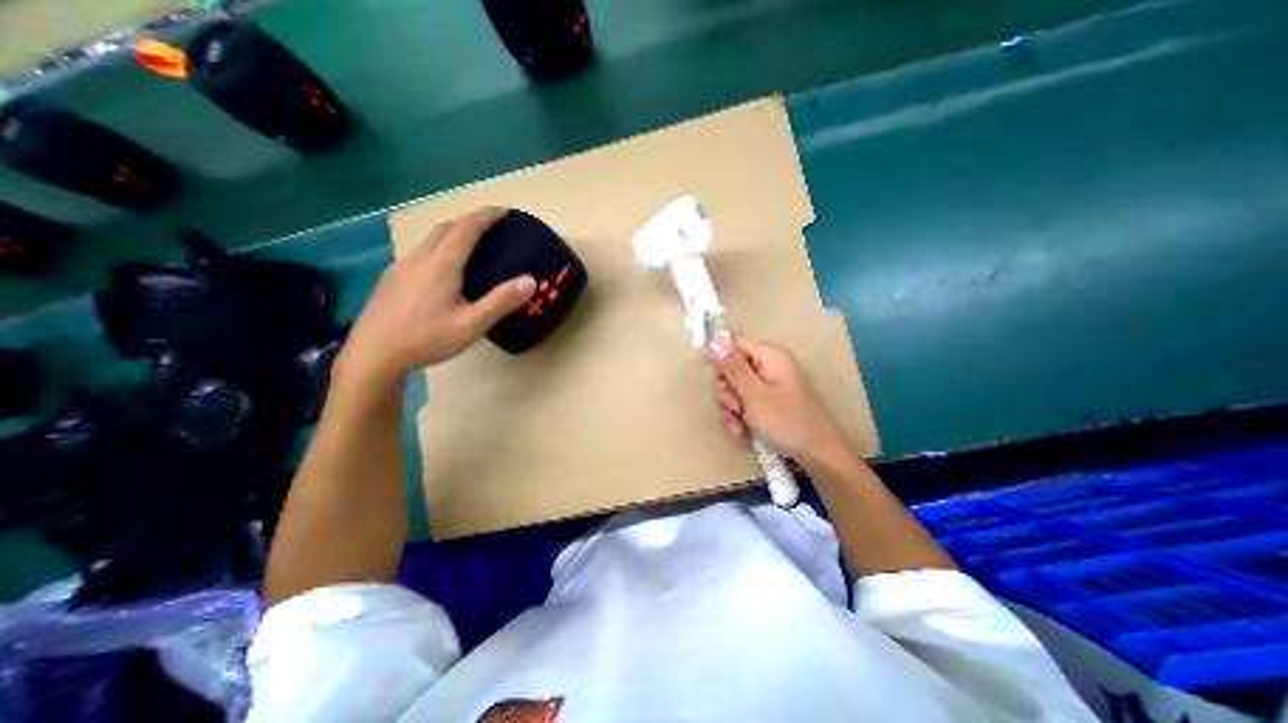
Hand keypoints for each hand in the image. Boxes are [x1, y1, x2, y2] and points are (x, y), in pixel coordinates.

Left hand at [340, 207, 536, 388]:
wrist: (373, 355)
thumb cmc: (426, 339)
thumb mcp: (471, 325)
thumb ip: (501, 302)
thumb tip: (530, 281)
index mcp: (441, 265)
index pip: (466, 228)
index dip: (486, 216)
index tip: (505, 211)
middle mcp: (419, 258)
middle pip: (446, 228)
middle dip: (470, 221)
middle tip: (492, 227)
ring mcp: (401, 266)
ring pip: (431, 238)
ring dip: (453, 233)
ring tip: (471, 245)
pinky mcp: (391, 278)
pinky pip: (420, 251)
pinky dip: (439, 247)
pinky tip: (443, 268)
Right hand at [708, 335, 853, 466]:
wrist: (819, 456)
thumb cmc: (787, 422)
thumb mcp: (754, 395)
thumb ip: (732, 368)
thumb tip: (714, 342)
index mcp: (770, 356)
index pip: (733, 345)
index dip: (721, 363)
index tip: (720, 383)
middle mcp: (770, 366)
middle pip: (733, 370)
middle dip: (728, 393)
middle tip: (735, 409)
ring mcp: (771, 386)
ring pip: (737, 391)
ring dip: (733, 412)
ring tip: (741, 428)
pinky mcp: (771, 404)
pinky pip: (747, 405)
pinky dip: (742, 420)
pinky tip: (745, 435)